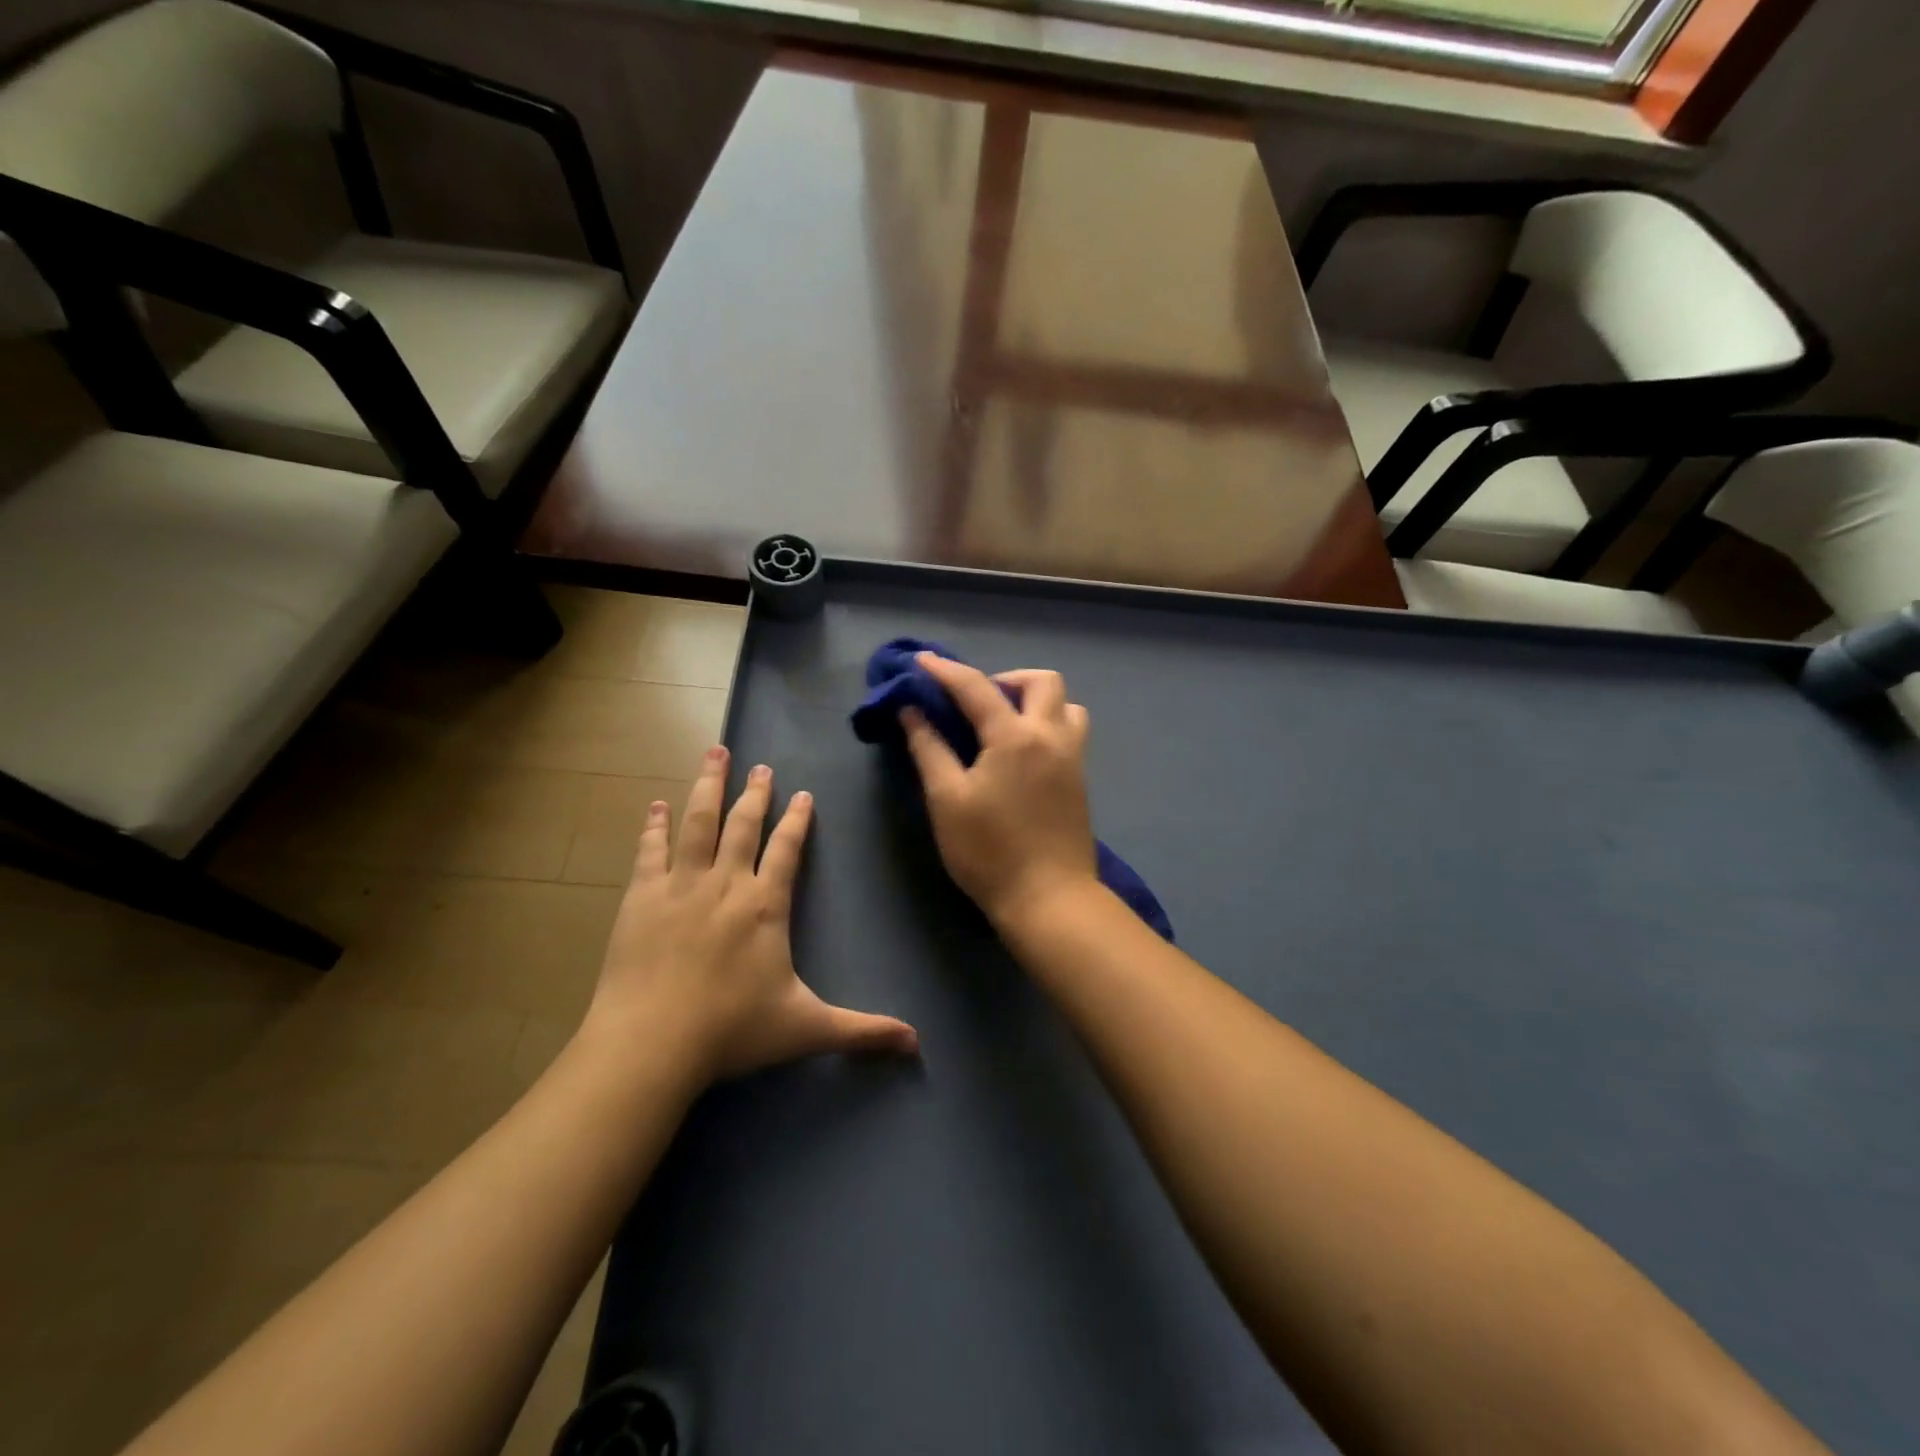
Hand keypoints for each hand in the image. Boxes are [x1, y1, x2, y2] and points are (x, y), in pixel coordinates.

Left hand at [583, 746, 918, 1083]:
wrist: (651, 1043)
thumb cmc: (732, 1031)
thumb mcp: (806, 1029)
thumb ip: (862, 1030)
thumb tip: (917, 1043)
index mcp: (765, 905)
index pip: (787, 849)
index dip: (796, 820)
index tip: (802, 794)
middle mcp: (726, 883)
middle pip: (743, 824)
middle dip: (755, 793)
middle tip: (761, 766)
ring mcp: (680, 885)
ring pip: (698, 822)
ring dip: (707, 785)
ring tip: (714, 753)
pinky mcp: (641, 897)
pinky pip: (650, 850)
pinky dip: (654, 826)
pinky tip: (656, 805)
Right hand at [900, 653, 1099, 927]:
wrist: (1049, 899)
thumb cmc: (989, 851)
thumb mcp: (947, 799)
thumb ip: (929, 749)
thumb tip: (912, 711)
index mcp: (1014, 736)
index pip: (976, 687)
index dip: (945, 670)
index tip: (920, 661)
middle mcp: (1051, 736)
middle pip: (1042, 681)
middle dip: (1007, 678)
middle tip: (977, 702)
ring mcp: (1073, 758)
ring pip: (1066, 705)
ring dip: (1036, 701)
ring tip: (1005, 724)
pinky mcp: (1080, 781)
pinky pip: (1070, 731)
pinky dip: (1047, 724)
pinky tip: (1022, 753)